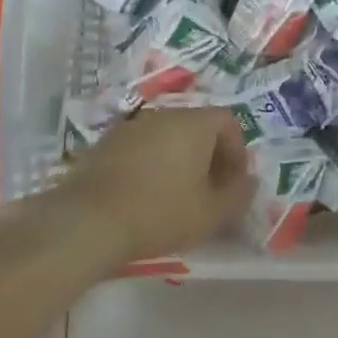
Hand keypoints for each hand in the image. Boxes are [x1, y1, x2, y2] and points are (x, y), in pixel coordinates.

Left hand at [58, 107, 253, 260]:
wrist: (87, 222)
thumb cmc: (160, 213)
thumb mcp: (212, 213)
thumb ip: (239, 194)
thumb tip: (249, 181)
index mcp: (193, 123)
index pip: (227, 121)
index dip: (237, 151)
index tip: (234, 183)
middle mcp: (163, 115)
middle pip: (197, 127)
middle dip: (209, 156)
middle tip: (210, 191)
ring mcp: (130, 127)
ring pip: (168, 137)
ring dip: (180, 160)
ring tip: (178, 196)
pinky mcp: (105, 144)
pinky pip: (142, 147)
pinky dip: (152, 164)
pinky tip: (146, 196)